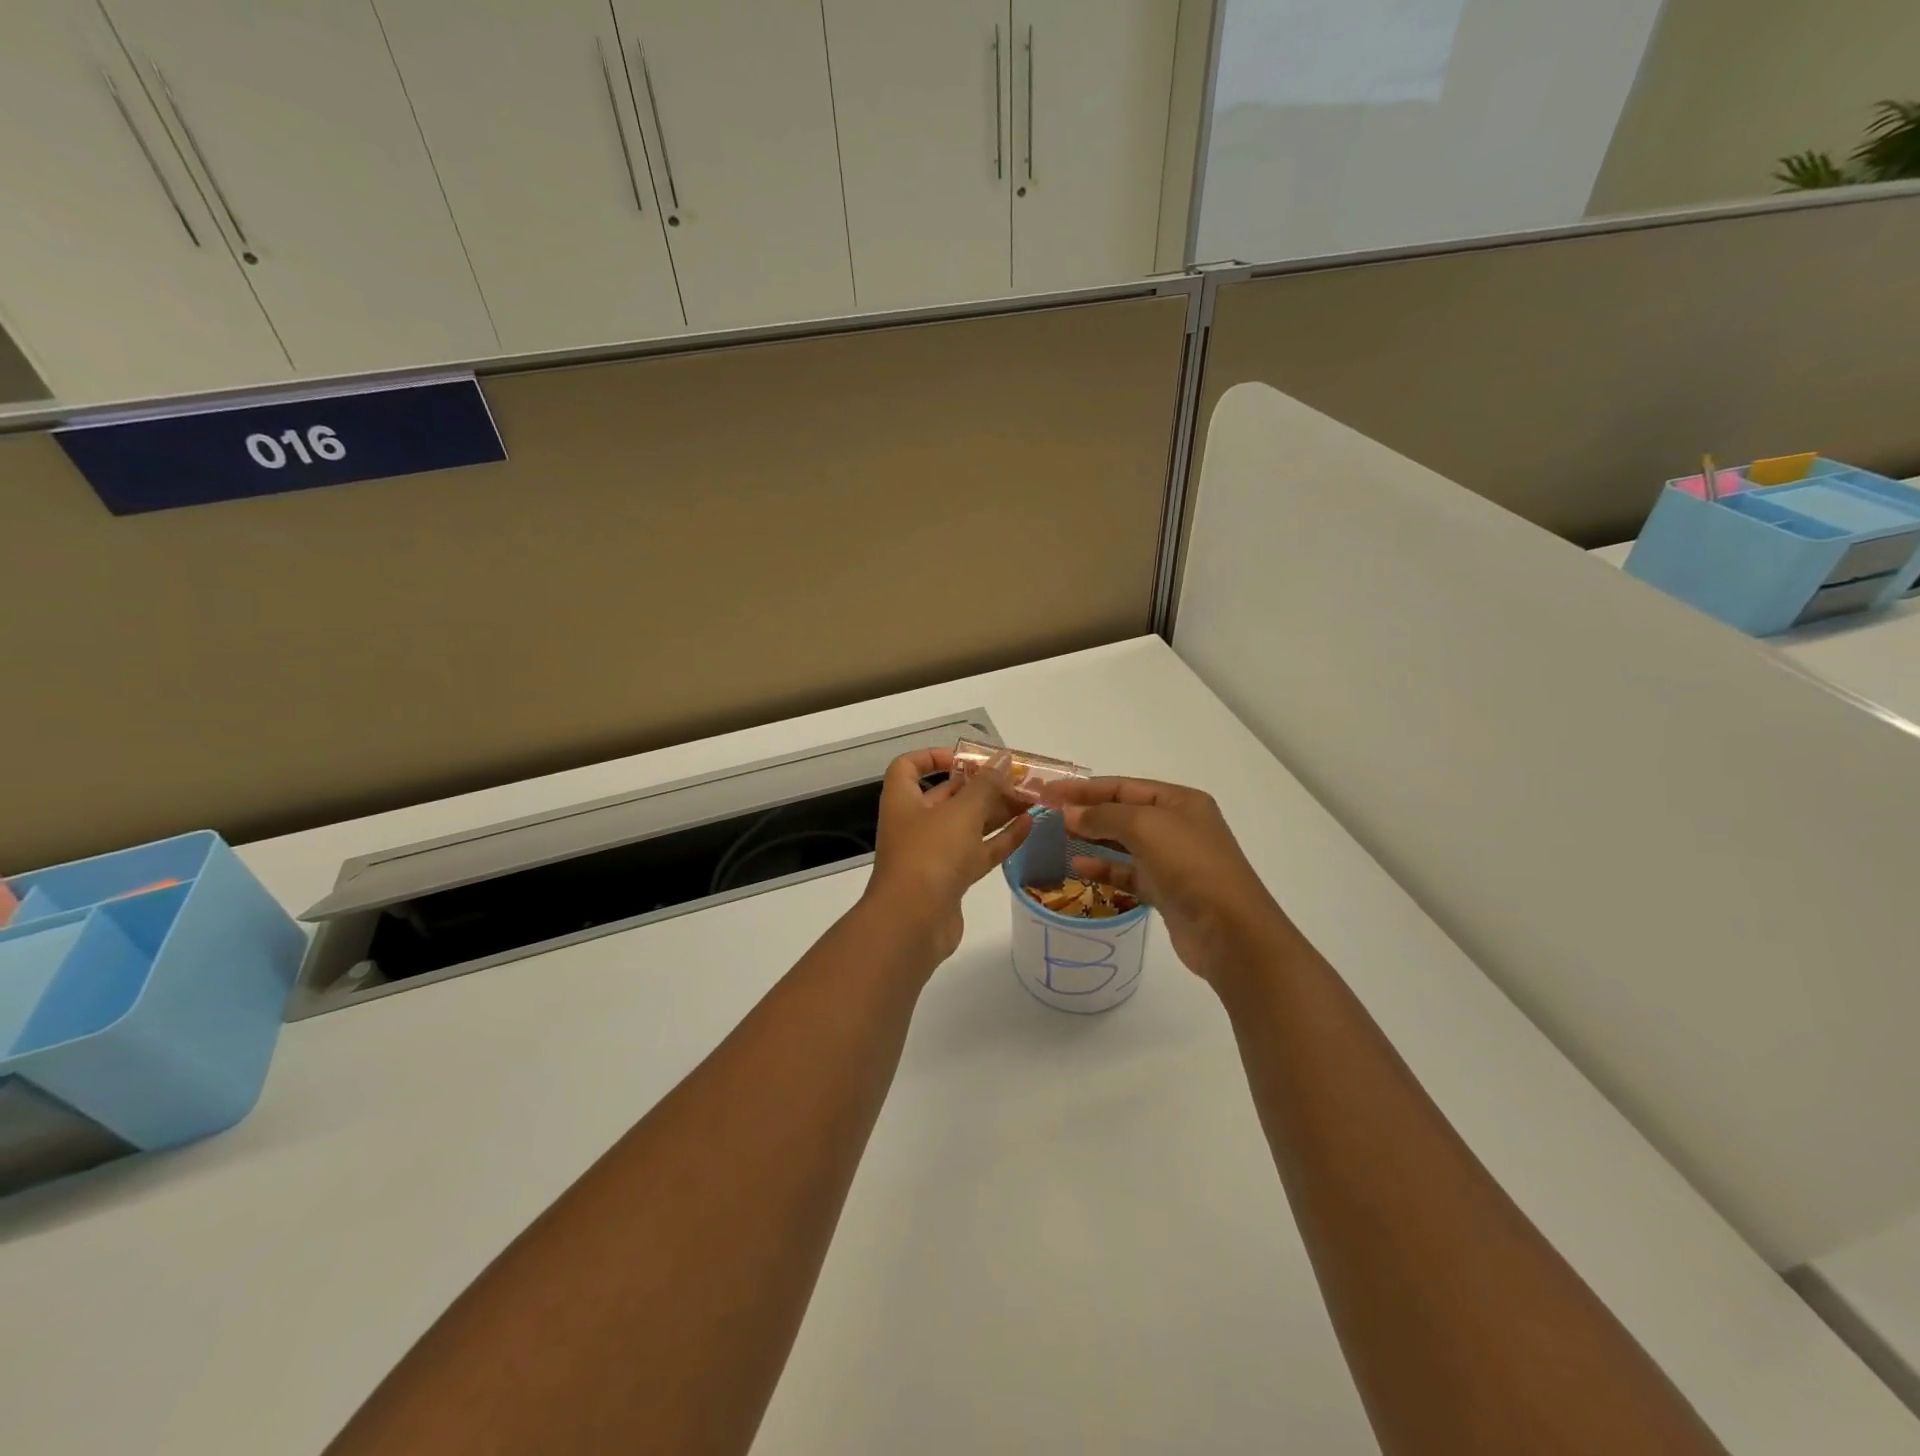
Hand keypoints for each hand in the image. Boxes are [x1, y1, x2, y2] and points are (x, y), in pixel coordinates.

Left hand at [861, 749, 1030, 968]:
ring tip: (1032, 800)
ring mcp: (933, 854)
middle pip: (948, 796)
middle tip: (1019, 779)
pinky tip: (1028, 826)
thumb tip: (1003, 758)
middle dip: (982, 786)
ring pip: (968, 825)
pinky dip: (1001, 839)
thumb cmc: (930, 854)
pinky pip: (978, 852)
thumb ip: (986, 784)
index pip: (909, 767)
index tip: (967, 758)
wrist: (913, 923)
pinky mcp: (951, 880)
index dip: (934, 757)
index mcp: (904, 800)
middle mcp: (915, 824)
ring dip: (997, 812)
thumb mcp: (961, 812)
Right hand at [1039, 777, 1295, 987]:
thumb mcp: (1145, 826)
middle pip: (1123, 812)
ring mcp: (1173, 860)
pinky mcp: (1166, 890)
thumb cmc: (1189, 865)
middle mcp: (1178, 826)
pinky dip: (1103, 868)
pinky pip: (1128, 872)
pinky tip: (1078, 867)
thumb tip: (1069, 813)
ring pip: (1124, 843)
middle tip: (1047, 814)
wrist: (1229, 931)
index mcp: (1180, 801)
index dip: (1085, 788)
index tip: (1048, 792)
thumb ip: (1103, 815)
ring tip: (1058, 837)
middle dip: (1087, 811)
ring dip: (1092, 838)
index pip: (1124, 786)